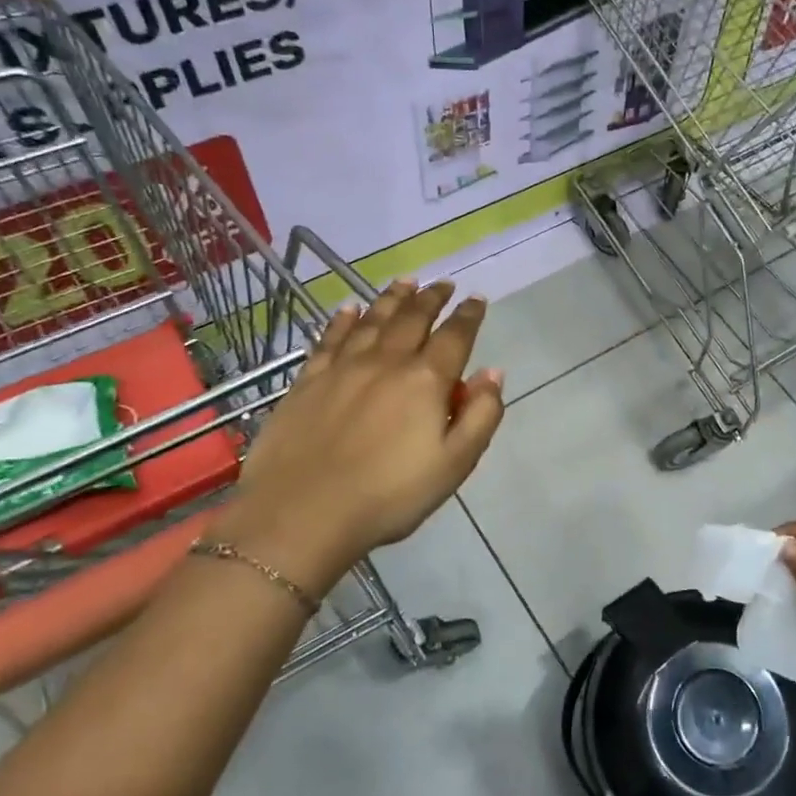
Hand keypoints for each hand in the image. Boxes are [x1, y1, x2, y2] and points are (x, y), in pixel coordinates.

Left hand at [215, 280, 504, 589]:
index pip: (455, 336)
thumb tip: (493, 373)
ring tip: (406, 282)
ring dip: (393, 298)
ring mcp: (343, 367)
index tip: (476, 299)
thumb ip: (480, 416)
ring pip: (372, 319)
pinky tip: (349, 308)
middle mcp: (386, 362)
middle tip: (443, 284)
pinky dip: (343, 319)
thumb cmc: (389, 496)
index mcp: (425, 381)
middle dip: (432, 297)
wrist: (301, 513)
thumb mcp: (454, 465)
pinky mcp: (308, 379)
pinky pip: (330, 337)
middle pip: (413, 318)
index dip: (469, 315)